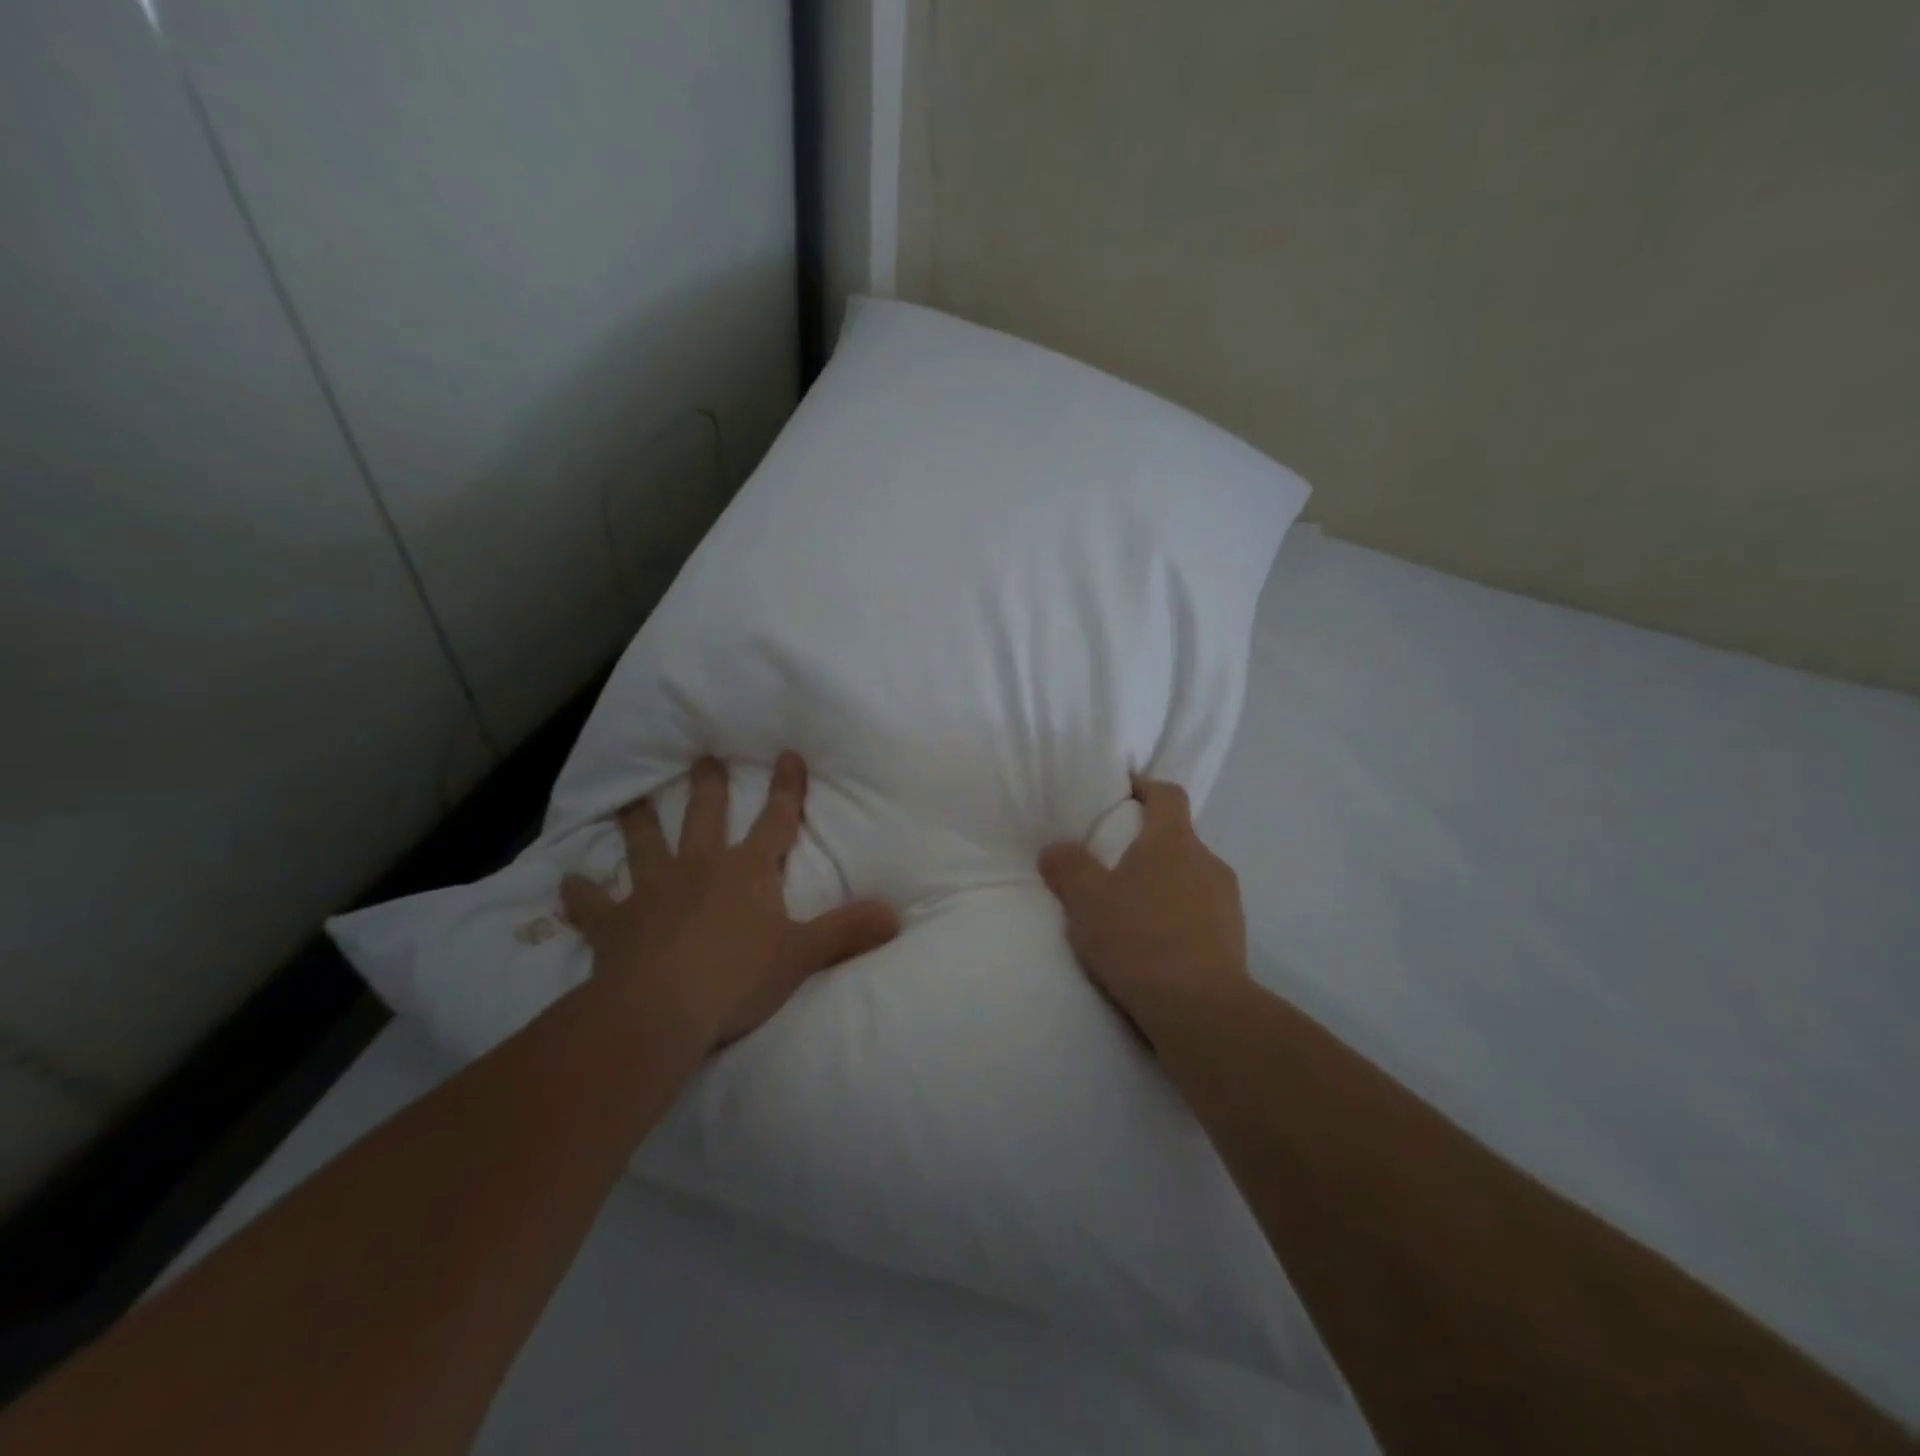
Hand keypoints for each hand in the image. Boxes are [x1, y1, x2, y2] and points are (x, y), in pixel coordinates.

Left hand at [562, 752, 899, 1053]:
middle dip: (708, 786)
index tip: (787, 753)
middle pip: (706, 817)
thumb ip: (848, 932)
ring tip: (630, 800)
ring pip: (645, 846)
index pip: (776, 820)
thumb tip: (896, 914)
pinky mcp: (615, 925)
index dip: (786, 788)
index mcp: (747, 872)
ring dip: (638, 823)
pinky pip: (594, 905)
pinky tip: (566, 882)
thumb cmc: (738, 977)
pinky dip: (581, 895)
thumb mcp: (803, 956)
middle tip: (702, 757)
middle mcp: (700, 869)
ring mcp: (654, 893)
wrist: (659, 1011)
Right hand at [1039, 775, 1247, 1049]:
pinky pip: (1200, 911)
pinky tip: (1153, 944)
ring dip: (1163, 883)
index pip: (1167, 794)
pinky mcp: (1234, 938)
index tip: (1122, 791)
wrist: (1200, 1010)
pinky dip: (1178, 916)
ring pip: (1190, 876)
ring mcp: (1227, 901)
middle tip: (1112, 862)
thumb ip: (1068, 867)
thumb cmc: (1139, 939)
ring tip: (1130, 909)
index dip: (1145, 787)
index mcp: (1174, 841)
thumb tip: (1055, 849)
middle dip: (1146, 844)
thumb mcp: (1086, 901)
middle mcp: (1207, 861)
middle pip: (1177, 837)